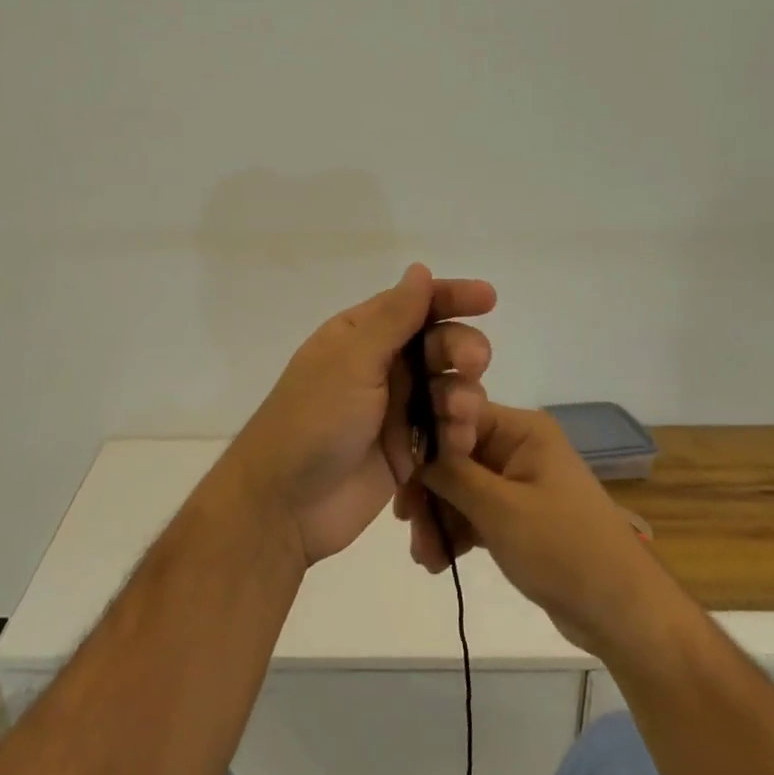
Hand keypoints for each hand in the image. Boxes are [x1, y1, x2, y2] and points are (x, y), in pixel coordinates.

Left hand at [227, 264, 496, 566]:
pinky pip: (447, 432)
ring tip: (458, 415)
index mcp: (360, 337)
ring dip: (463, 396)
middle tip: (471, 364)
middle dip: (462, 351)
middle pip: (440, 346)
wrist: (285, 504)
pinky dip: (458, 433)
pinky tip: (457, 443)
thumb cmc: (313, 420)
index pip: (413, 306)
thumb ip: (393, 318)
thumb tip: (420, 269)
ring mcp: (396, 411)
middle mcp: (381, 368)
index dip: (451, 298)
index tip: (488, 299)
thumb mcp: (352, 360)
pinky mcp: (408, 452)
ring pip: (450, 389)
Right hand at [422, 403, 653, 654]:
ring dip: (437, 518)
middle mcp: (518, 448)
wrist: (622, 614)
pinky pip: (473, 513)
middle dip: (428, 491)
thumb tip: (411, 447)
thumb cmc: (564, 549)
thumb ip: (451, 474)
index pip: (457, 416)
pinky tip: (437, 561)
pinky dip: (455, 532)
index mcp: (522, 431)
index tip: (397, 472)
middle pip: (453, 455)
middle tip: (406, 524)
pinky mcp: (517, 517)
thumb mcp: (500, 509)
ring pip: (459, 488)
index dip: (424, 440)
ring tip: (424, 557)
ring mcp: (518, 484)